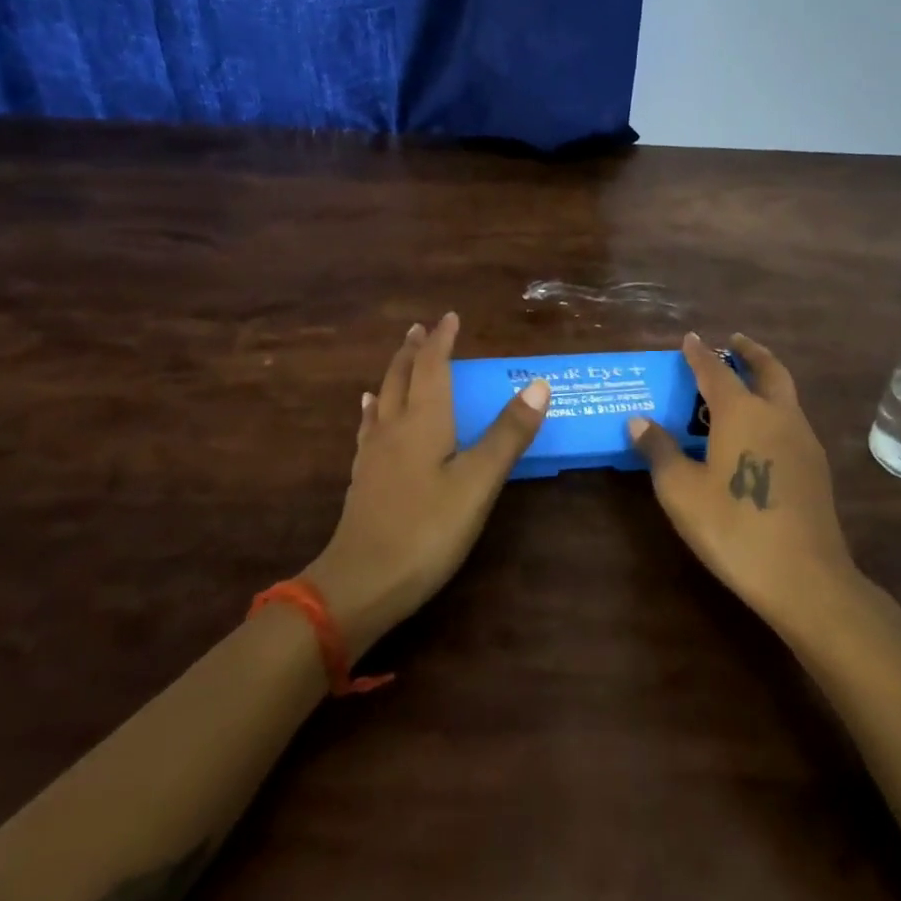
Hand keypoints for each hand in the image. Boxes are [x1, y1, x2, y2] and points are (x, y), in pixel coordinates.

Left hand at [305, 313, 549, 654]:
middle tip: (421, 329)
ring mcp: (374, 453)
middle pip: (402, 376)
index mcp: (423, 420)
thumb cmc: (427, 529)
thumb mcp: (478, 482)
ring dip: (395, 373)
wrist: (361, 583)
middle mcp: (395, 427)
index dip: (442, 340)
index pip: (432, 366)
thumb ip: (508, 434)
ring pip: (383, 398)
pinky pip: (371, 426)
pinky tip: (370, 413)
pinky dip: (375, 408)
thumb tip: (539, 384)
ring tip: (400, 359)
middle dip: (414, 350)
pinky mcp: (364, 478)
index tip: (450, 317)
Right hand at [631, 333, 882, 643]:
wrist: (805, 578)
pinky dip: (775, 409)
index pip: (715, 370)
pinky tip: (761, 433)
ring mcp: (803, 440)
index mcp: (742, 412)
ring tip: (744, 385)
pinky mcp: (816, 468)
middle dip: (750, 352)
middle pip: (768, 369)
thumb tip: (638, 421)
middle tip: (734, 342)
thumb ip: (660, 450)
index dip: (700, 353)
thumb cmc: (734, 527)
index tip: (690, 338)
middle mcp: (777, 415)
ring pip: (785, 394)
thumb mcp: (681, 491)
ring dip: (765, 379)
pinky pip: (791, 421)